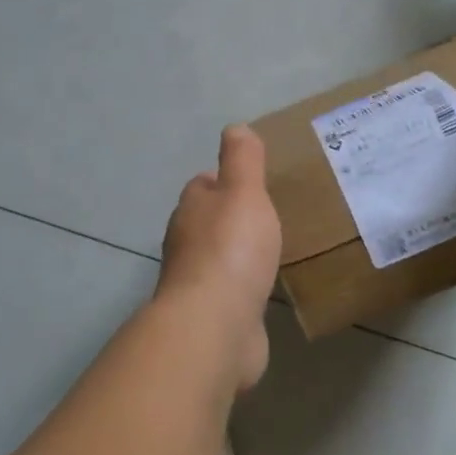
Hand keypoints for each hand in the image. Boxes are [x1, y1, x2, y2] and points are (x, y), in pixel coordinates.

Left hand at [158, 125, 281, 390]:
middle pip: (206, 222)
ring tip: (270, 251)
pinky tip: (262, 290)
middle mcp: (186, 244)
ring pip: (218, 258)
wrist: (215, 326)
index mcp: (191, 210)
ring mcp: (196, 283)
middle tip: (267, 216)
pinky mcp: (211, 316)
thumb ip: (242, 160)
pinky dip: (243, 287)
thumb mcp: (244, 192)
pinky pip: (230, 293)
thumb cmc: (231, 250)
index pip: (202, 186)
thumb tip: (234, 128)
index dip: (223, 181)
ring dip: (237, 254)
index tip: (251, 184)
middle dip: (229, 218)